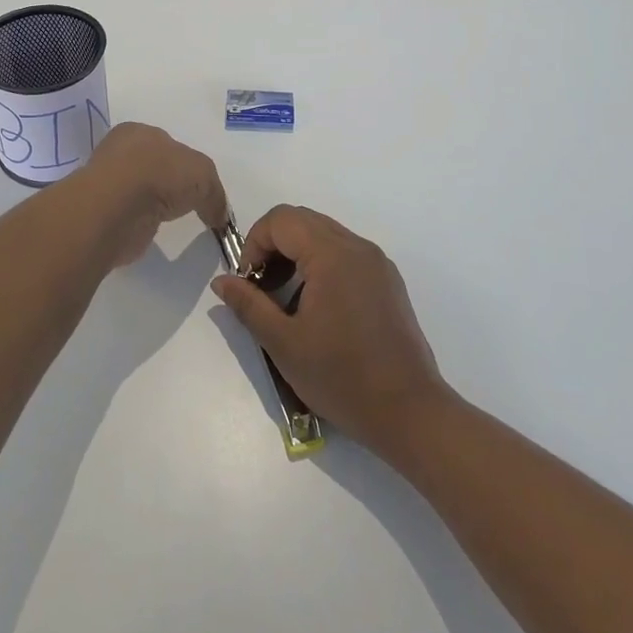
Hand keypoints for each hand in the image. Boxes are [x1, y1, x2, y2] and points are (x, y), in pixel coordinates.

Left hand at [79, 123, 229, 266]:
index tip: (198, 186)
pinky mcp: (102, 213)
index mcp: (138, 132)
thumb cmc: (160, 174)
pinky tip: (150, 228)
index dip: (185, 163)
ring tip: (169, 219)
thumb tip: (219, 215)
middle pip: (152, 166)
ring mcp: (108, 183)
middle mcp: (119, 152)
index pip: (166, 144)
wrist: (117, 207)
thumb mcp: (203, 174)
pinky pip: (128, 215)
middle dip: (168, 183)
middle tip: (186, 203)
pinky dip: (140, 221)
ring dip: (152, 203)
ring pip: (138, 190)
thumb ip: (214, 193)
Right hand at [212, 205, 449, 453]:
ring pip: (325, 236)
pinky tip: (317, 309)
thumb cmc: (342, 378)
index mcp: (332, 254)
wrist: (410, 413)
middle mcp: (358, 247)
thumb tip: (222, 281)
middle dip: (273, 247)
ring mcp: (377, 263)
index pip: (281, 219)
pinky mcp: (388, 282)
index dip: (255, 243)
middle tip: (262, 289)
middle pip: (303, 221)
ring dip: (296, 256)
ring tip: (286, 301)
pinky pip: (346, 254)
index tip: (248, 284)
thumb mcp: (283, 344)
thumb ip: (248, 305)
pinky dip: (321, 266)